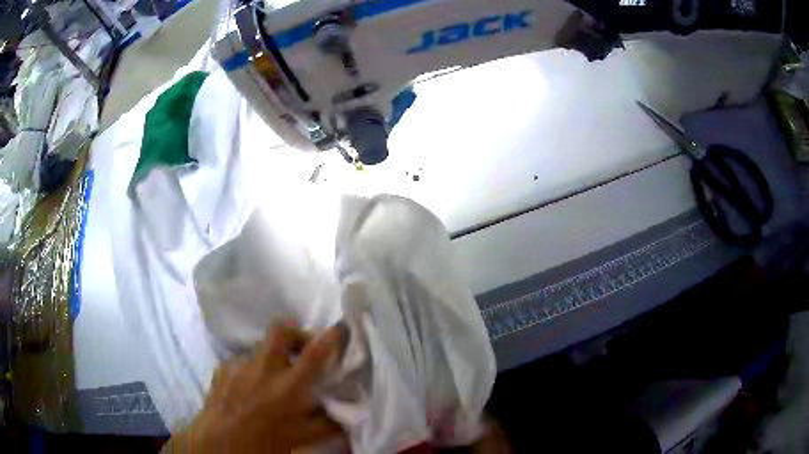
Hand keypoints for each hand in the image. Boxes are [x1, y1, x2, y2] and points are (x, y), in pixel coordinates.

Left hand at [165, 323, 346, 452]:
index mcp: (289, 385)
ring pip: (259, 349)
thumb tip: (344, 414)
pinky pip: (240, 363)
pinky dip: (248, 372)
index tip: (338, 328)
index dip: (329, 337)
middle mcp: (265, 368)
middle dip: (293, 332)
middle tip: (298, 347)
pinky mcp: (223, 368)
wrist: (222, 441)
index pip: (314, 354)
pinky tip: (245, 390)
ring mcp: (240, 365)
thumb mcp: (303, 437)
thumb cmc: (266, 441)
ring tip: (267, 381)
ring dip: (269, 359)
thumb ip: (327, 423)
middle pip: (280, 330)